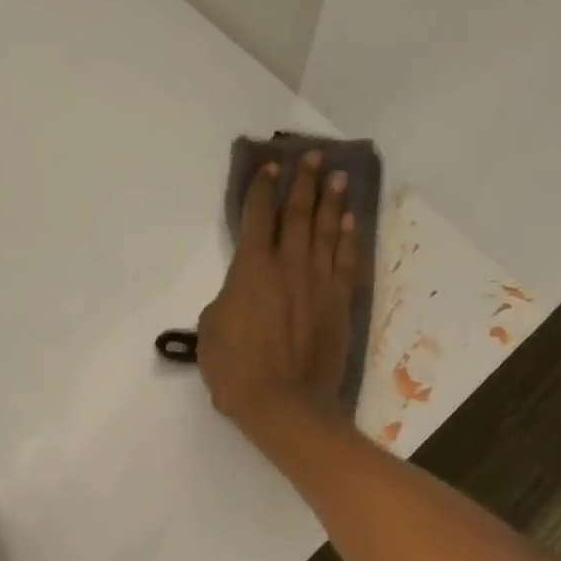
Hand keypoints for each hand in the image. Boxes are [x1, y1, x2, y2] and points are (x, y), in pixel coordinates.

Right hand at [197, 151, 360, 435]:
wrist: (285, 404)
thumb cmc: (237, 369)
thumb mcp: (210, 331)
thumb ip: (225, 300)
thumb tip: (238, 294)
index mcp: (252, 268)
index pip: (256, 217)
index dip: (261, 189)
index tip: (270, 166)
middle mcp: (289, 265)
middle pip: (298, 214)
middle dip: (304, 183)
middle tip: (313, 157)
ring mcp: (320, 282)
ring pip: (327, 232)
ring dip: (331, 202)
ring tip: (337, 177)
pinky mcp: (340, 303)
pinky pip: (346, 261)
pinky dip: (348, 239)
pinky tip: (349, 222)